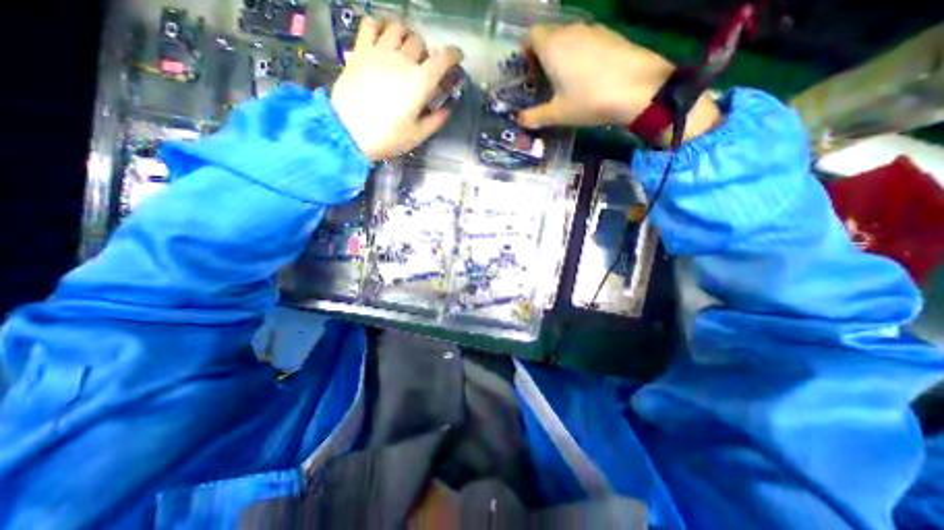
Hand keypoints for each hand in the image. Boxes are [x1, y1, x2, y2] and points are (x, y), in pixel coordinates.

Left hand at [331, 17, 462, 158]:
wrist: (349, 132)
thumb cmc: (388, 137)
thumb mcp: (417, 135)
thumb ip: (436, 120)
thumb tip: (447, 109)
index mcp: (420, 82)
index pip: (443, 59)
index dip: (453, 54)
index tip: (457, 56)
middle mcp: (402, 60)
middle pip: (420, 42)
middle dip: (427, 52)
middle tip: (424, 65)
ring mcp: (379, 51)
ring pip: (398, 28)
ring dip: (406, 35)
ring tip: (405, 48)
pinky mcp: (361, 50)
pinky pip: (371, 24)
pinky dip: (380, 25)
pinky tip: (383, 37)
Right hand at [516, 22, 716, 142]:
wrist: (638, 88)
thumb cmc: (588, 100)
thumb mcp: (557, 114)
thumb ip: (535, 117)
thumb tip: (519, 120)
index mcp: (552, 46)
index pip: (531, 36)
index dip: (526, 52)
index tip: (529, 73)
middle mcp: (570, 31)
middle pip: (549, 36)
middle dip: (543, 56)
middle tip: (544, 82)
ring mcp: (593, 30)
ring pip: (569, 38)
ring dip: (562, 56)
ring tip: (565, 82)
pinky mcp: (611, 35)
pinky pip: (587, 41)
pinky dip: (580, 55)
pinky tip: (587, 77)